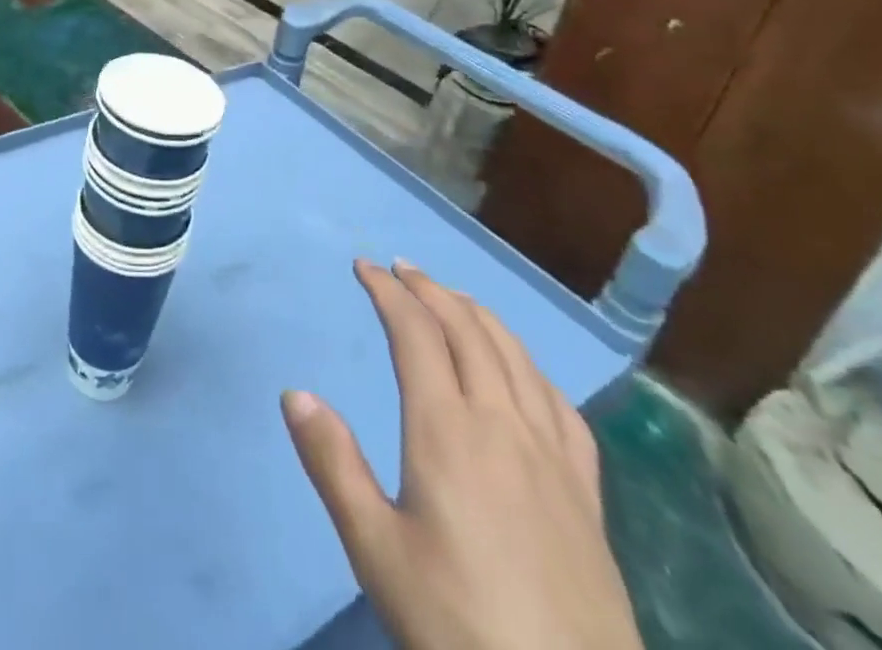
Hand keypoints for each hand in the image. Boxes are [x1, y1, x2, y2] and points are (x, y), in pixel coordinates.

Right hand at [282, 261, 640, 649]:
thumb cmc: (459, 625)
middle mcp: (501, 423)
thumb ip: (333, 466)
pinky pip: (559, 402)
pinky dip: (529, 364)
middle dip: (430, 289)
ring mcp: (552, 455)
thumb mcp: (376, 551)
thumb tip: (296, 393)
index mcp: (446, 429)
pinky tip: (523, 371)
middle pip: (467, 329)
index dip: (388, 292)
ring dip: (478, 313)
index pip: (414, 332)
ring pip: (515, 355)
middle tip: (401, 269)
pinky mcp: (586, 492)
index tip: (363, 267)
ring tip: (452, 298)